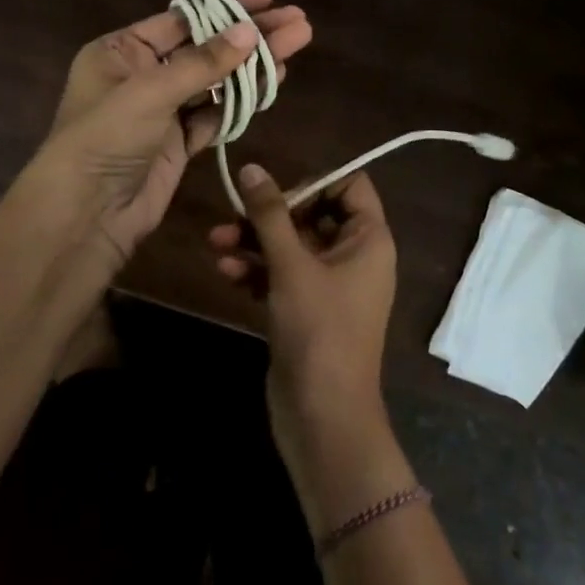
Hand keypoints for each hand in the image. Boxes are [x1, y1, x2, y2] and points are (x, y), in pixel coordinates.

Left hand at [39, 0, 312, 273]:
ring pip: (216, 81)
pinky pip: (217, 113)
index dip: (226, 8)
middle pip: (205, 48)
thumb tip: (250, 31)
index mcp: (122, 51)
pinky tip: (273, 80)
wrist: (86, 215)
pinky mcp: (180, 142)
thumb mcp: (150, 92)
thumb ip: (203, 63)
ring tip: (297, 43)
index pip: (182, 20)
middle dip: (250, 35)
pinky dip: (243, 99)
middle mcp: (142, 75)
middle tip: (297, 22)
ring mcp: (163, 110)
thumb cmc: (106, 138)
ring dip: (253, 65)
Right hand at [209, 166, 401, 512]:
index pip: (350, 186)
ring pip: (292, 246)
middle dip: (270, 215)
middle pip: (313, 214)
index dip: (313, 182)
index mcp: (369, 239)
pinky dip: (256, 270)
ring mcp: (330, 285)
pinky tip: (224, 271)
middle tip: (232, 216)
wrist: (322, 415)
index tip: (276, 192)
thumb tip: (252, 168)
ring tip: (215, 242)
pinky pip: (282, 275)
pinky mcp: (307, 309)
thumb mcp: (292, 265)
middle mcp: (355, 256)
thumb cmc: (319, 329)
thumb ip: (270, 214)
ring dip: (254, 242)